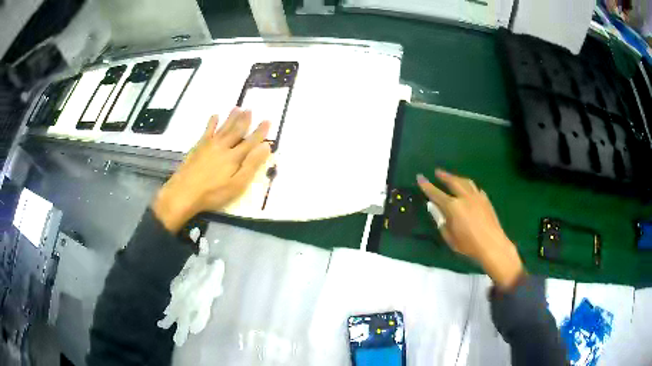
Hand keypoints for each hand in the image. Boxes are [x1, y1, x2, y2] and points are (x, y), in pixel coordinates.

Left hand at [153, 108, 270, 232]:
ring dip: (231, 118)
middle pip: (236, 130)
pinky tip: (215, 116)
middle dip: (245, 120)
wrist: (184, 192)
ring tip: (237, 108)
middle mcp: (223, 146)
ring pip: (224, 128)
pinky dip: (212, 122)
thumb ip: (251, 165)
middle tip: (250, 109)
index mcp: (235, 157)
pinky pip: (207, 131)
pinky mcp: (198, 147)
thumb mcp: (237, 185)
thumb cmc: (213, 193)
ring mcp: (209, 145)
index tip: (268, 121)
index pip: (251, 141)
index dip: (260, 132)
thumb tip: (265, 146)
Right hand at [417, 169, 522, 289]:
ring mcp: (477, 197)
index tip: (420, 177)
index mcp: (453, 207)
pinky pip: (476, 188)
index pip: (436, 193)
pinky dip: (469, 186)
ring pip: (466, 182)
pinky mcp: (486, 200)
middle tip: (437, 172)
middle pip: (453, 182)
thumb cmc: (468, 245)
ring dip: (457, 178)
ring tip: (452, 177)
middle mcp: (465, 197)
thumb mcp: (449, 237)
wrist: (492, 245)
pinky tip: (469, 189)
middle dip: (444, 176)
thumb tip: (433, 207)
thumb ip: (441, 221)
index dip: (427, 186)